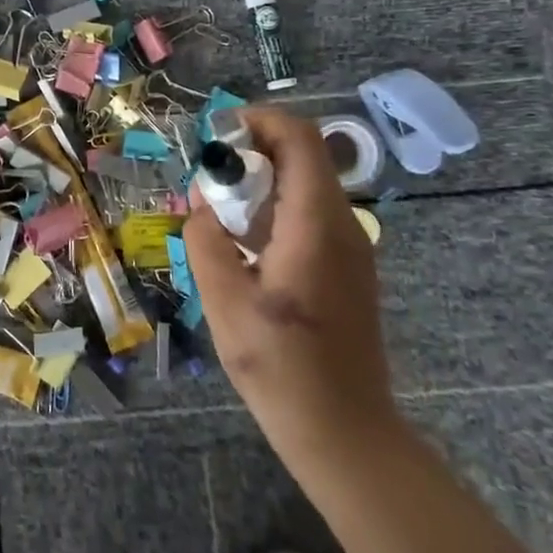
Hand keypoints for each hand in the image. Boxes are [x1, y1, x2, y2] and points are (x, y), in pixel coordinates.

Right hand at [183, 107, 400, 470]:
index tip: (213, 138)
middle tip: (206, 180)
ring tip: (216, 212)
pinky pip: (308, 215)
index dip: (257, 121)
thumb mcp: (223, 299)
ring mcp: (350, 247)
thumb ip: (205, 238)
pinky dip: (272, 210)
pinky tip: (241, 245)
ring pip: (304, 185)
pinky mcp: (345, 268)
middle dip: (249, 153)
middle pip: (301, 156)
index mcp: (315, 225)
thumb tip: (203, 204)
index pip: (299, 138)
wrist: (343, 431)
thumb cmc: (280, 366)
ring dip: (258, 183)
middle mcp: (342, 225)